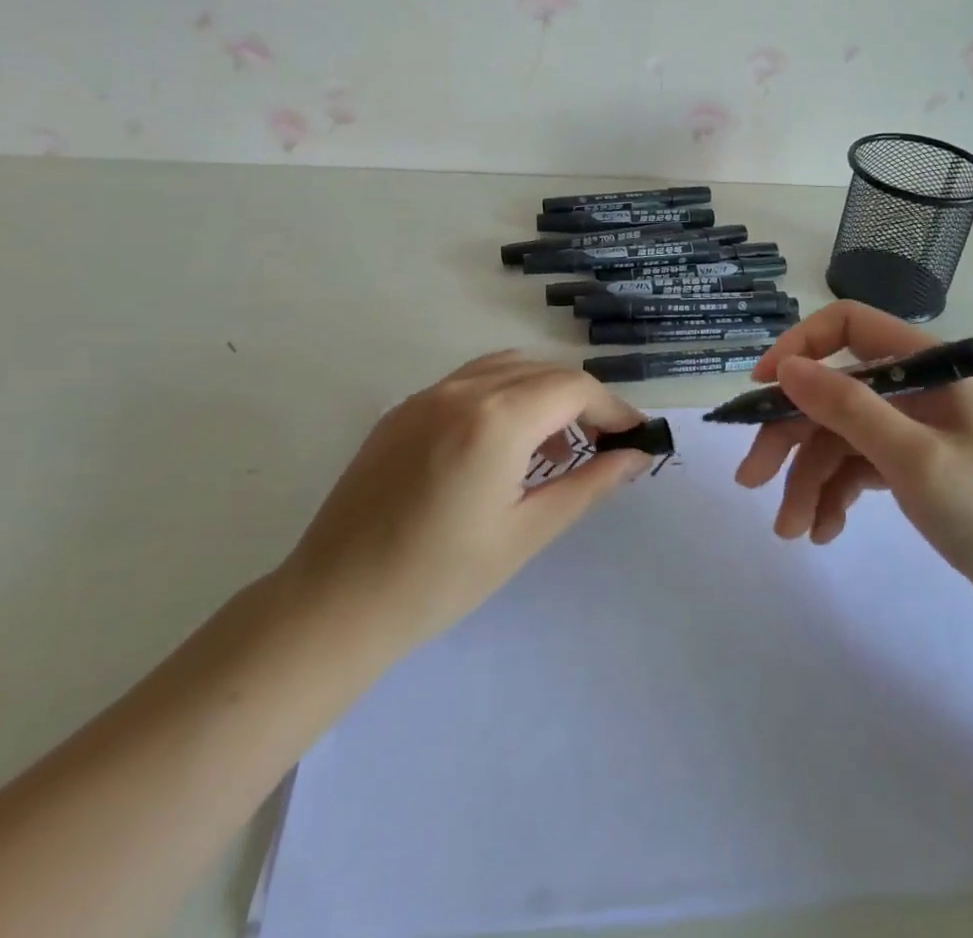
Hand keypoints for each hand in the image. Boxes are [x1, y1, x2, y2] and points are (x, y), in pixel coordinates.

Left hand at [281, 352, 654, 653]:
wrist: (335, 603)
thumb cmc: (441, 579)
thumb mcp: (527, 533)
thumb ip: (589, 485)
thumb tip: (637, 456)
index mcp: (496, 419)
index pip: (574, 388)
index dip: (612, 407)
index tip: (634, 436)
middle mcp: (462, 390)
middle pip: (543, 371)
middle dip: (581, 400)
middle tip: (601, 445)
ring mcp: (426, 395)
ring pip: (505, 368)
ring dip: (542, 393)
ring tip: (554, 447)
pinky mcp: (402, 410)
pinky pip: (468, 382)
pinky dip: (503, 396)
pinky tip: (502, 445)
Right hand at [735, 302, 972, 627]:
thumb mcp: (916, 458)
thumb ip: (848, 407)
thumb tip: (785, 367)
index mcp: (924, 365)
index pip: (847, 326)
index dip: (798, 348)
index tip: (762, 389)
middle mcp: (913, 389)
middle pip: (831, 393)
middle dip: (790, 437)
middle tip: (752, 480)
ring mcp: (911, 430)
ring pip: (838, 439)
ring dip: (808, 481)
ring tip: (791, 531)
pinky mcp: (911, 469)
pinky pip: (857, 469)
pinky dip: (835, 496)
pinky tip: (824, 531)